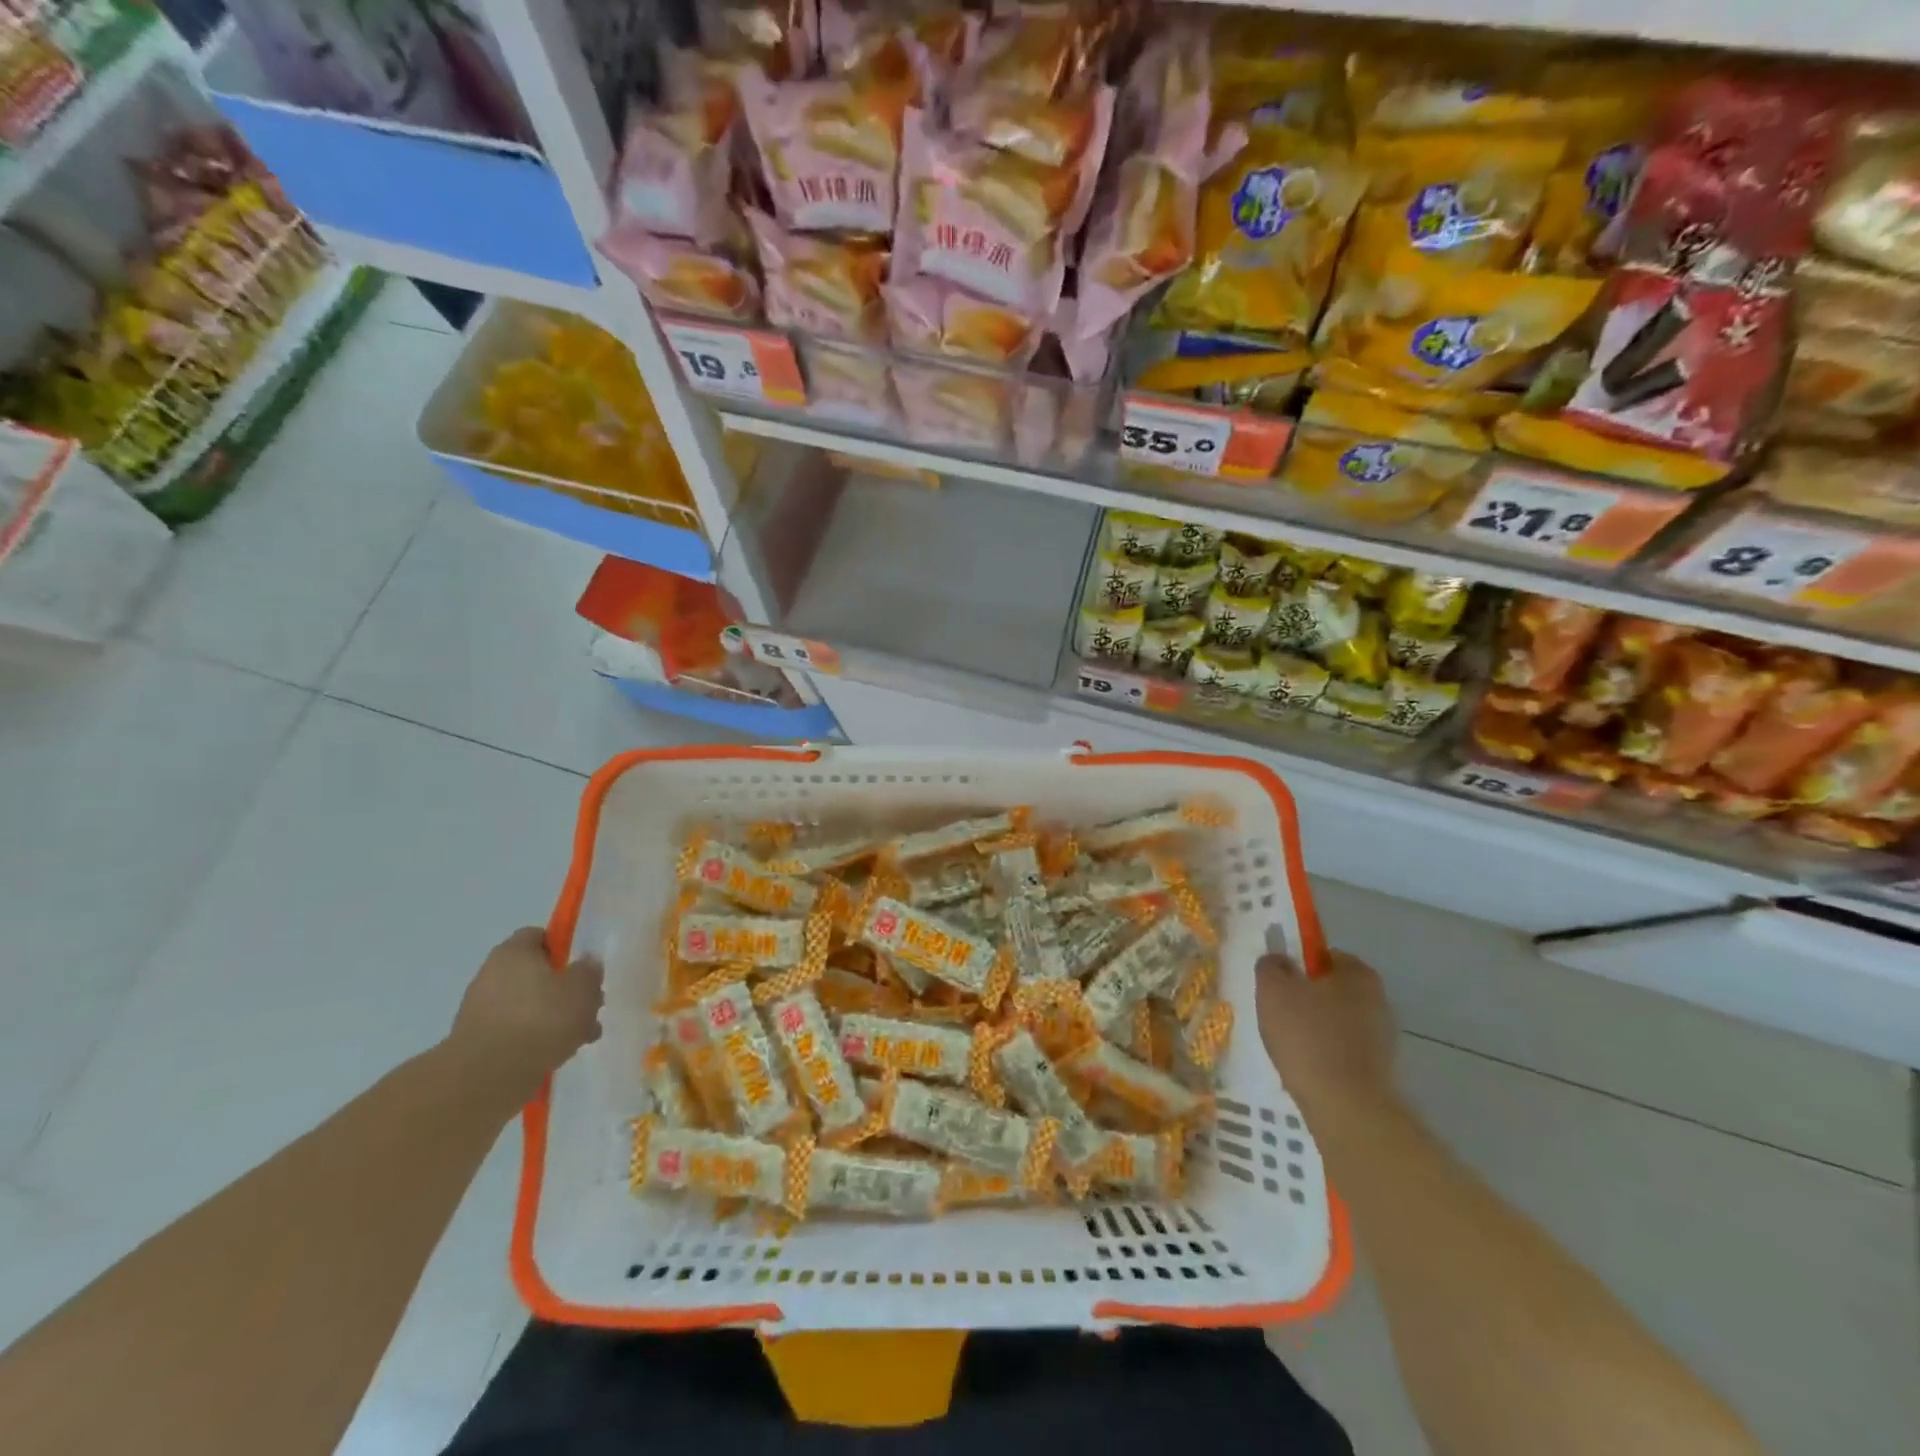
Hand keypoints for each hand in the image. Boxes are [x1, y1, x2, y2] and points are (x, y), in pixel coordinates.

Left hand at [446, 927, 603, 1104]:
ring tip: (578, 1038)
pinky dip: (533, 1040)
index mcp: (514, 952)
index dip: (563, 948)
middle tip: (588, 1008)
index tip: (582, 968)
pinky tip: (554, 1055)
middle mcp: (490, 974)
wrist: (487, 1077)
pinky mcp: (475, 1043)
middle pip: (534, 974)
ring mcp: (478, 1010)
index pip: (539, 936)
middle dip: (562, 990)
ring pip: (527, 1006)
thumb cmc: (541, 1019)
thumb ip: (589, 971)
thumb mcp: (582, 988)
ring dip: (551, 1018)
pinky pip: (513, 1032)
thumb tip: (586, 963)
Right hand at [1255, 948, 1397, 1122]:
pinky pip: (1343, 1049)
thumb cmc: (1307, 1036)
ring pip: (1337, 1020)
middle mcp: (1378, 999)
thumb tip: (1278, 961)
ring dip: (1316, 1027)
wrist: (1345, 1106)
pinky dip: (1325, 1053)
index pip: (1324, 955)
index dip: (1298, 965)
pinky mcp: (1380, 1068)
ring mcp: (1383, 1037)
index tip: (1278, 982)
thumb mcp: (1273, 989)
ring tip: (1288, 1043)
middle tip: (1278, 1011)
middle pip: (1332, 989)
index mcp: (1358, 973)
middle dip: (1307, 997)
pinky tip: (1306, 1066)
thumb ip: (1272, 966)